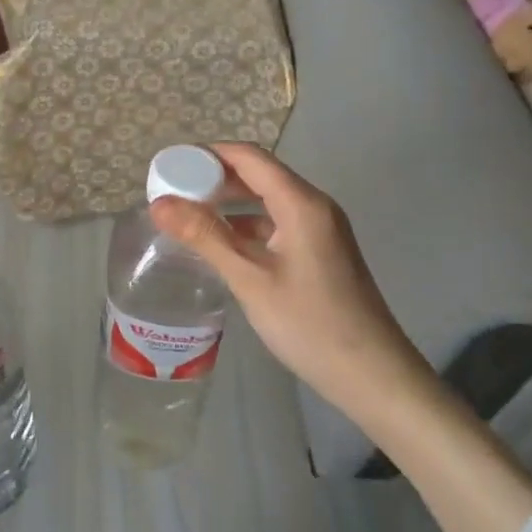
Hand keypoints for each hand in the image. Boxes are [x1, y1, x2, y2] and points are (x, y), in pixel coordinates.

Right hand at [149, 143, 424, 417]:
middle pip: (259, 174)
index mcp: (301, 203)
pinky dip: (247, 225)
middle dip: (215, 177)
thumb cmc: (309, 324)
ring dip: (230, 202)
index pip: (249, 157)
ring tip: (189, 214)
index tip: (170, 165)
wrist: (372, 376)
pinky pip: (277, 223)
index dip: (208, 155)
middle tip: (172, 191)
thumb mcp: (250, 278)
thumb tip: (159, 203)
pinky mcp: (321, 252)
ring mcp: (321, 230)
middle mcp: (314, 206)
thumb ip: (204, 236)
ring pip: (268, 200)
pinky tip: (222, 243)